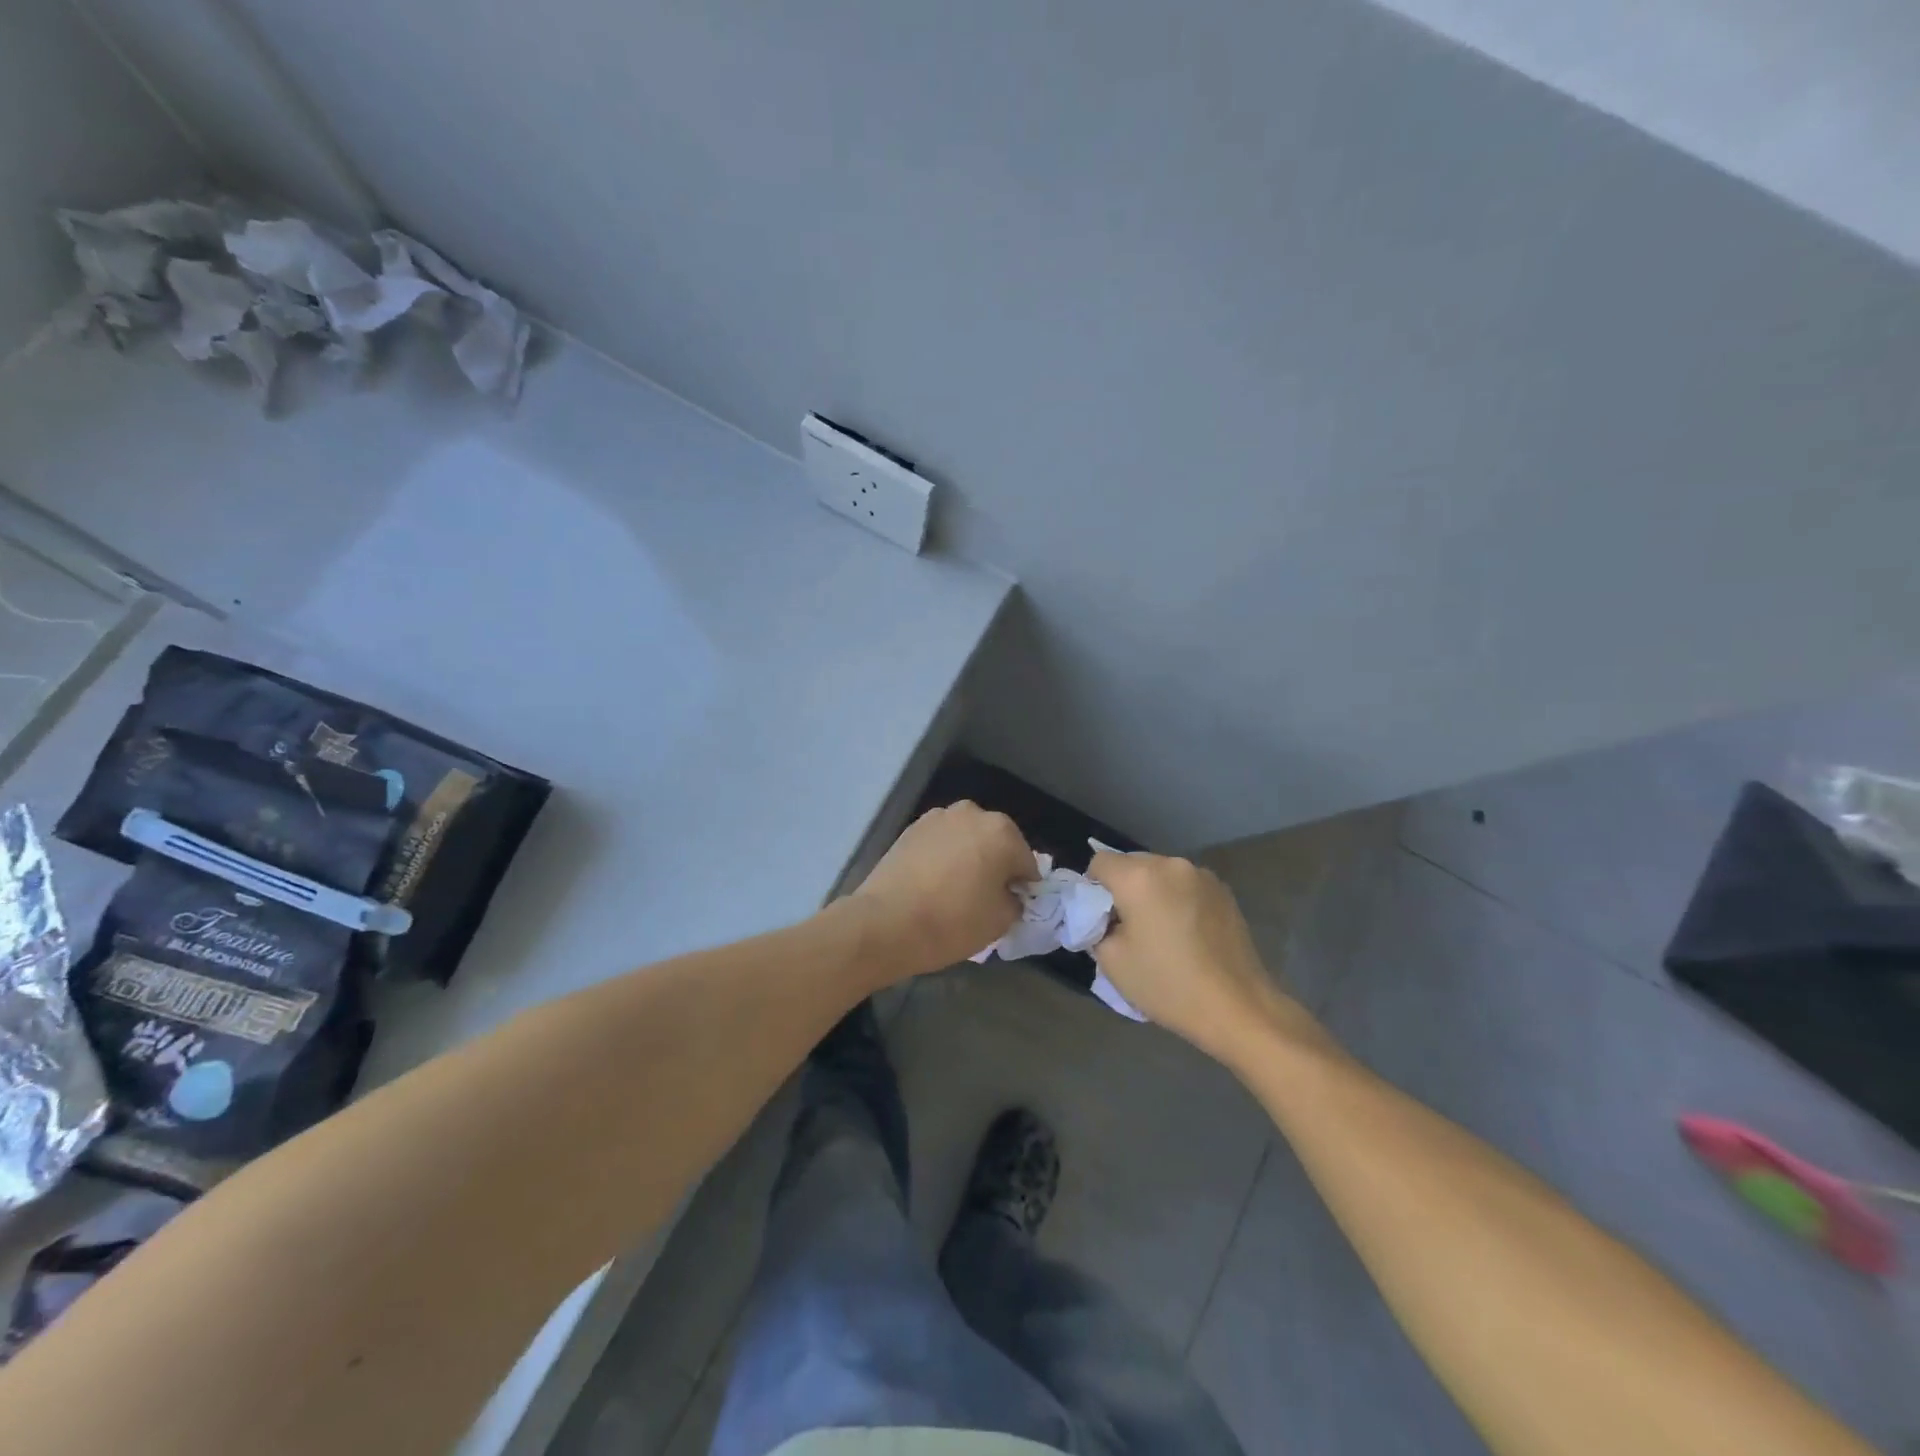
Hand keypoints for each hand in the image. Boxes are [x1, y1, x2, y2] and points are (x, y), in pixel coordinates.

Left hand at [851, 802, 1033, 978]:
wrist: (886, 922)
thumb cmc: (952, 922)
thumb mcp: (1000, 921)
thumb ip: (1015, 901)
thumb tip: (1009, 894)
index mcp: (1002, 832)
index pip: (1026, 863)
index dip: (1023, 886)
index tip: (1012, 905)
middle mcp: (973, 814)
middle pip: (997, 842)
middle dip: (996, 865)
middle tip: (985, 896)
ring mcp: (939, 817)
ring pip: (967, 838)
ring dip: (969, 856)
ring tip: (956, 888)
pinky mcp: (912, 827)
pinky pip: (941, 841)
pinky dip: (944, 855)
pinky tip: (934, 881)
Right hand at [1086, 852, 1315, 1062]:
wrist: (1237, 1007)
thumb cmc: (1168, 984)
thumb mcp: (1112, 961)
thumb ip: (1096, 927)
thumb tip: (1103, 917)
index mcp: (1139, 877)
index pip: (1099, 862)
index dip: (1092, 887)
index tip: (1101, 918)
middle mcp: (1170, 864)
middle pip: (1131, 863)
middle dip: (1122, 887)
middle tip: (1128, 926)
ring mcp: (1201, 874)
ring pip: (1160, 873)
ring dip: (1152, 892)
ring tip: (1161, 930)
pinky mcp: (1223, 890)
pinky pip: (1185, 884)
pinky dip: (1177, 898)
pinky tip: (1186, 932)